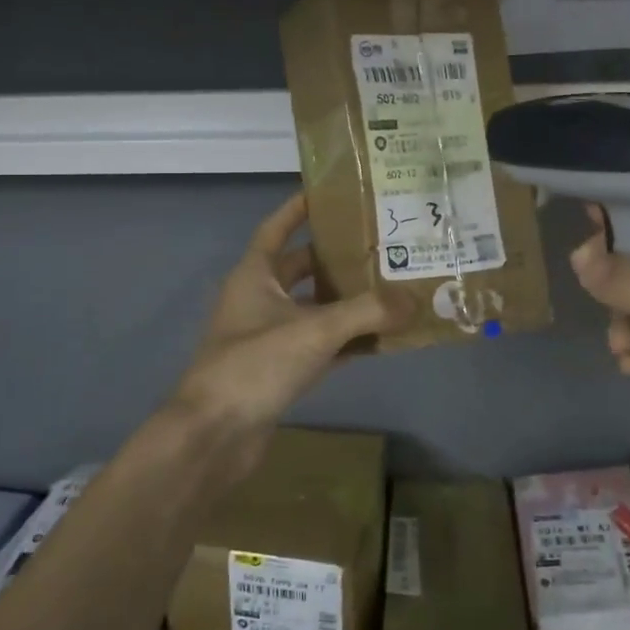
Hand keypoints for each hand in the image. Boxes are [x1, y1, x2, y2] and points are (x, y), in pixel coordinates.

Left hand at [168, 193, 405, 478]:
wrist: (214, 436)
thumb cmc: (255, 365)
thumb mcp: (314, 330)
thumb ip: (367, 312)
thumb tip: (415, 298)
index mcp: (254, 275)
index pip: (276, 228)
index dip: (299, 209)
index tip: (331, 192)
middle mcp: (259, 300)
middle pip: (301, 268)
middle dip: (336, 256)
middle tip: (379, 244)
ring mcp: (267, 337)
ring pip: (313, 308)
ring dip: (346, 300)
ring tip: (390, 286)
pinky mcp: (279, 370)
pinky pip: (319, 345)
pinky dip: (346, 340)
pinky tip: (380, 338)